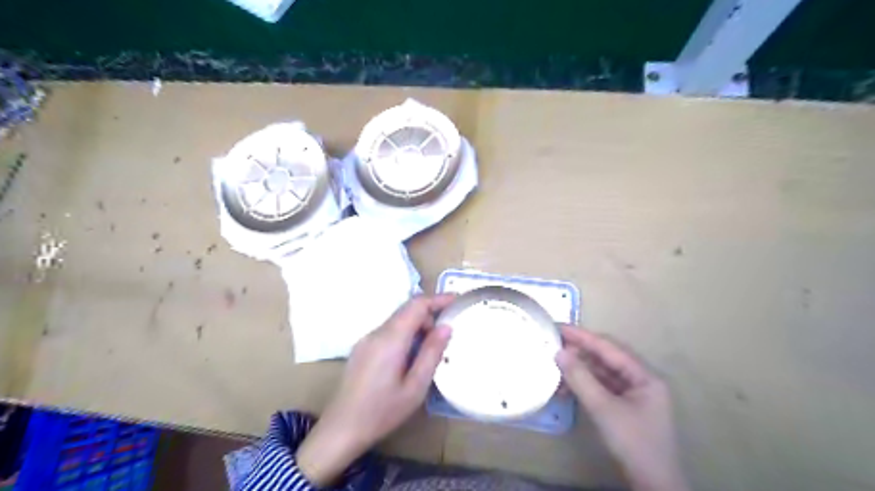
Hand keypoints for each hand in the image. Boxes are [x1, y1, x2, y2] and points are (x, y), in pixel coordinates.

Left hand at [298, 294, 454, 484]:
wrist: (341, 429)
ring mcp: (366, 340)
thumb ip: (432, 353)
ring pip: (397, 320)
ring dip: (417, 326)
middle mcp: (376, 333)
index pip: (416, 305)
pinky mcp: (362, 348)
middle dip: (429, 315)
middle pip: (406, 310)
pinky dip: (405, 334)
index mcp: (390, 339)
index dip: (438, 299)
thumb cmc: (382, 411)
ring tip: (430, 349)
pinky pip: (388, 331)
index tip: (456, 300)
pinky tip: (410, 357)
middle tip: (446, 334)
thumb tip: (446, 327)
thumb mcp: (415, 387)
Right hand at [557, 327, 685, 490]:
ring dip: (579, 372)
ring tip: (555, 369)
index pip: (609, 348)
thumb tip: (559, 352)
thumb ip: (581, 378)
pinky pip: (601, 388)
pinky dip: (584, 387)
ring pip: (602, 374)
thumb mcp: (604, 409)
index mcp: (644, 376)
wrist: (652, 485)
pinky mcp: (624, 408)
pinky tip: (565, 389)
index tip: (559, 327)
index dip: (583, 336)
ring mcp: (633, 395)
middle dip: (579, 353)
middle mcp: (640, 381)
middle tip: (553, 345)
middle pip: (606, 359)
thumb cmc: (633, 443)